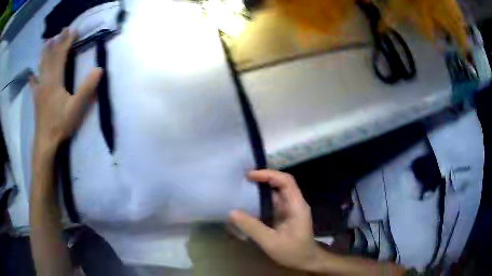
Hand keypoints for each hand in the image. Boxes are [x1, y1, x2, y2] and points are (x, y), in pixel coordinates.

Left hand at [29, 28, 102, 152]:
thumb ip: (87, 88)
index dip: (67, 41)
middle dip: (57, 42)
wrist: (45, 142)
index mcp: (55, 80)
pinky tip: (31, 74)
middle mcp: (45, 80)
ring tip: (47, 42)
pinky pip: (34, 84)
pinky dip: (33, 77)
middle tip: (61, 30)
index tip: (74, 30)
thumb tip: (99, 69)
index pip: (61, 55)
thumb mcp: (77, 107)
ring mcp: (39, 89)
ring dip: (45, 52)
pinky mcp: (36, 99)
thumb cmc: (60, 124)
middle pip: (50, 57)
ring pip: (41, 66)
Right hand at [229, 170, 321, 270]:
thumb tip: (232, 212)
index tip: (250, 176)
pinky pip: (273, 202)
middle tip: (243, 179)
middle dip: (263, 178)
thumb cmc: (293, 252)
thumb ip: (253, 227)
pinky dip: (261, 199)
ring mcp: (290, 209)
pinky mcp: (285, 215)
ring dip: (261, 188)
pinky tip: (249, 202)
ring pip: (276, 192)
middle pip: (281, 183)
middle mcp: (295, 203)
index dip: (268, 174)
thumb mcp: (271, 242)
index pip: (286, 181)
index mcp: (297, 206)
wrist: (307, 261)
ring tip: (242, 187)